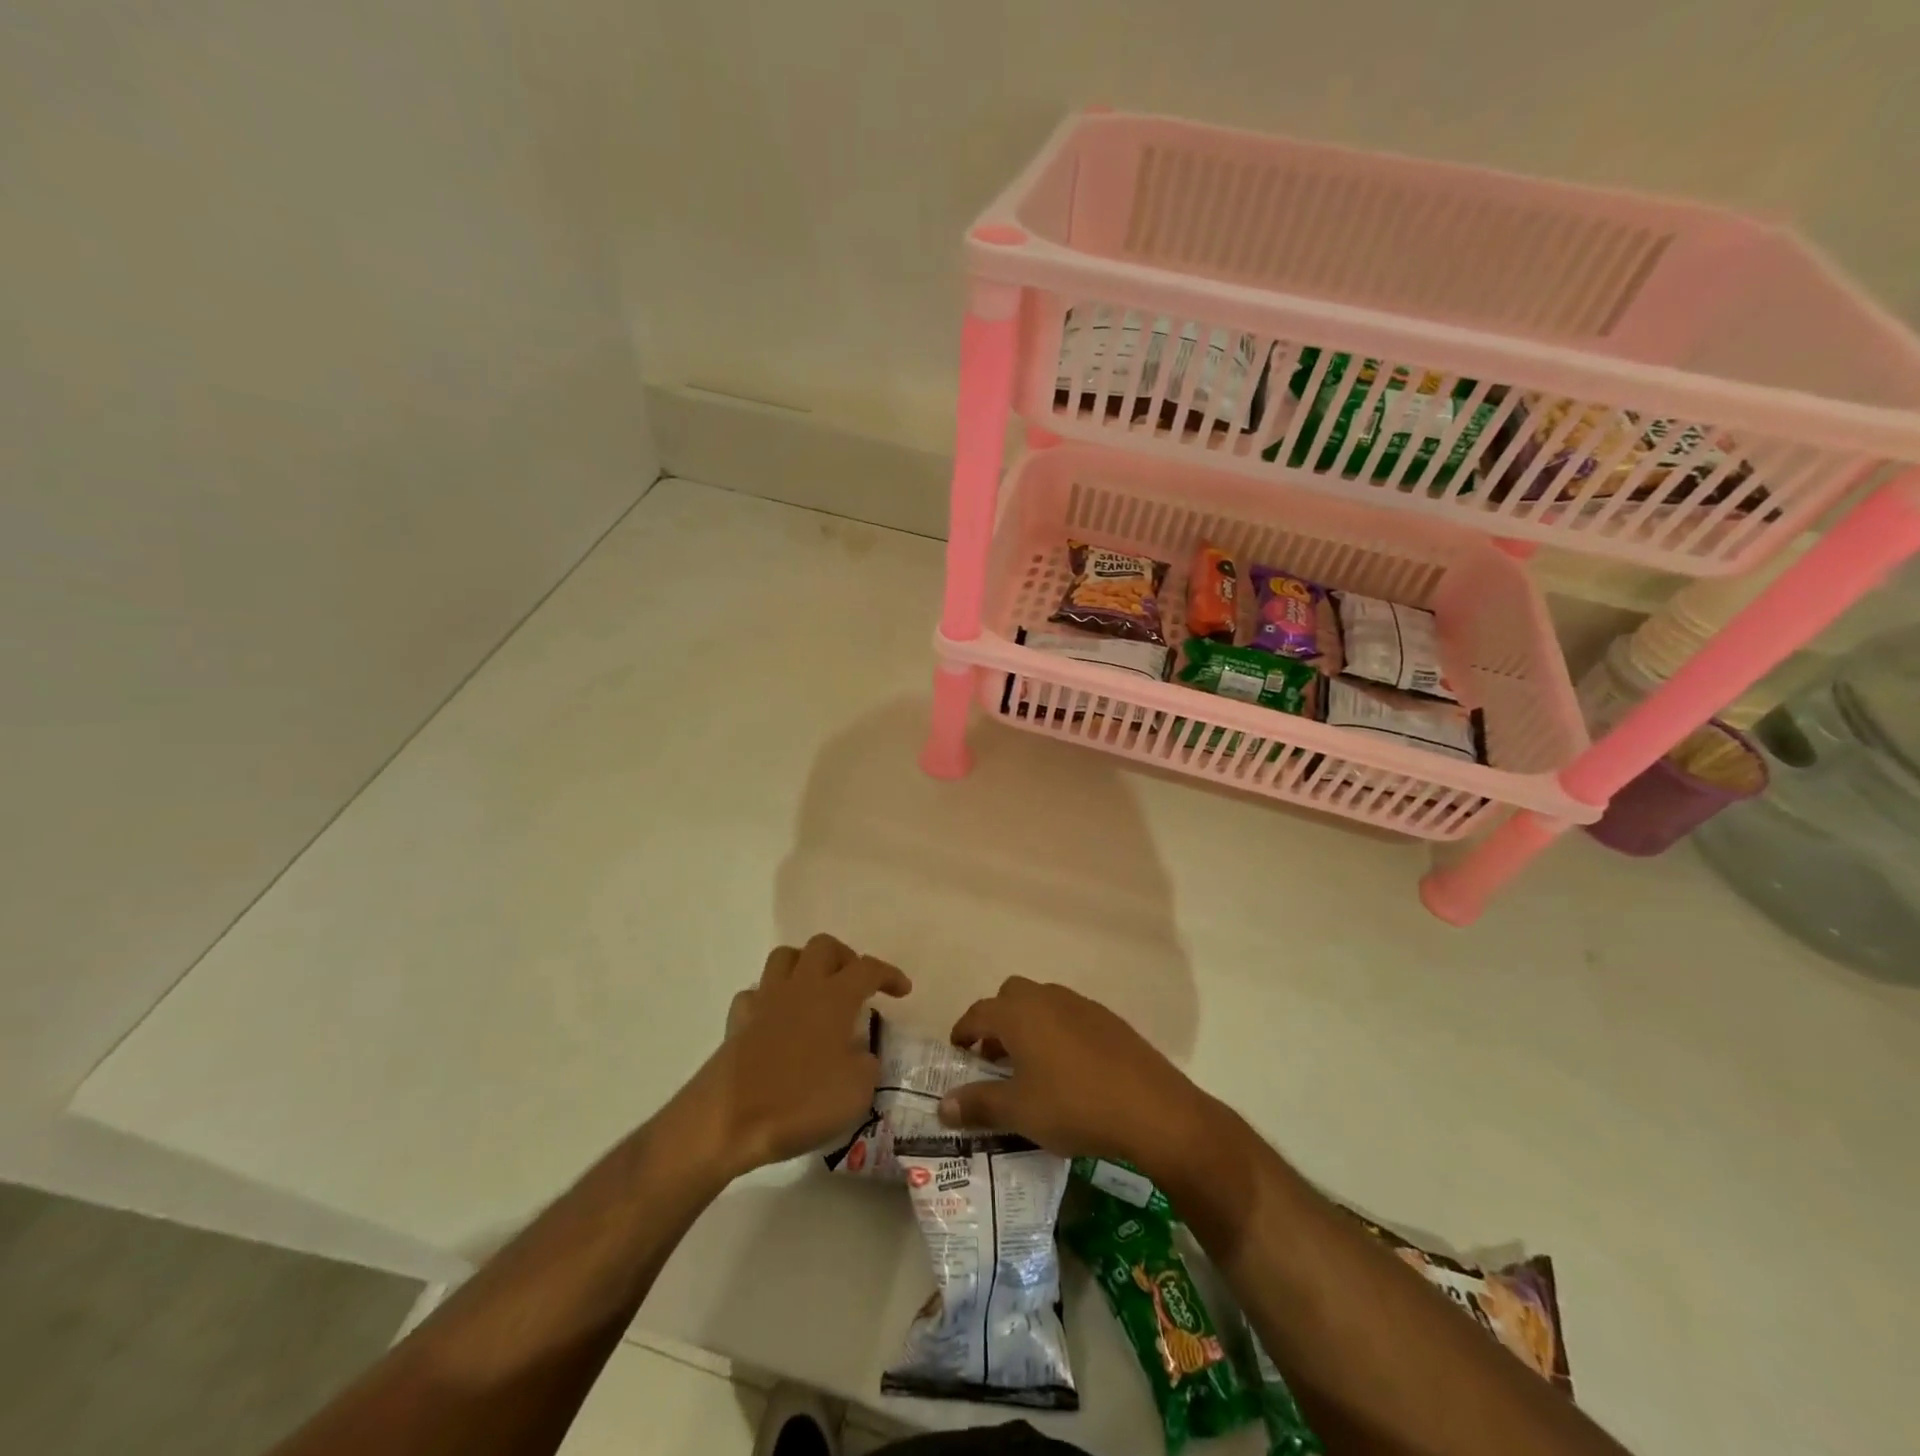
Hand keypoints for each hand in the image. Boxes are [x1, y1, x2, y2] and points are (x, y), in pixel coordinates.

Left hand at [683, 934, 909, 1180]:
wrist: (728, 1118)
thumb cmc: (800, 1101)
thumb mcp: (856, 1092)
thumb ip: (866, 1064)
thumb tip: (860, 1054)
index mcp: (835, 997)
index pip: (869, 968)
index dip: (889, 974)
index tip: (902, 990)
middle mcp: (801, 987)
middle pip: (823, 946)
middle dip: (844, 957)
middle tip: (855, 984)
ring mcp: (766, 1000)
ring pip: (785, 957)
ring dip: (805, 966)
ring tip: (816, 991)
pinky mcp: (738, 1021)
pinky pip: (755, 993)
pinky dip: (769, 999)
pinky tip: (777, 1019)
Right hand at [937, 977, 1210, 1173]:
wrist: (1151, 1108)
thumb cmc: (1073, 1105)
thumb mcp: (1019, 1112)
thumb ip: (978, 1104)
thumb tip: (943, 1106)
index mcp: (1019, 1013)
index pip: (979, 1012)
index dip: (963, 1031)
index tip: (957, 1051)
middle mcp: (1047, 998)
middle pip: (1011, 997)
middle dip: (997, 1022)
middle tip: (993, 1058)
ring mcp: (1081, 1005)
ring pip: (1042, 1003)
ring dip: (1028, 1026)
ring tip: (1029, 1067)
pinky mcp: (1109, 1020)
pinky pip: (1070, 1016)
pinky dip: (1057, 1032)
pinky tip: (1067, 1070)